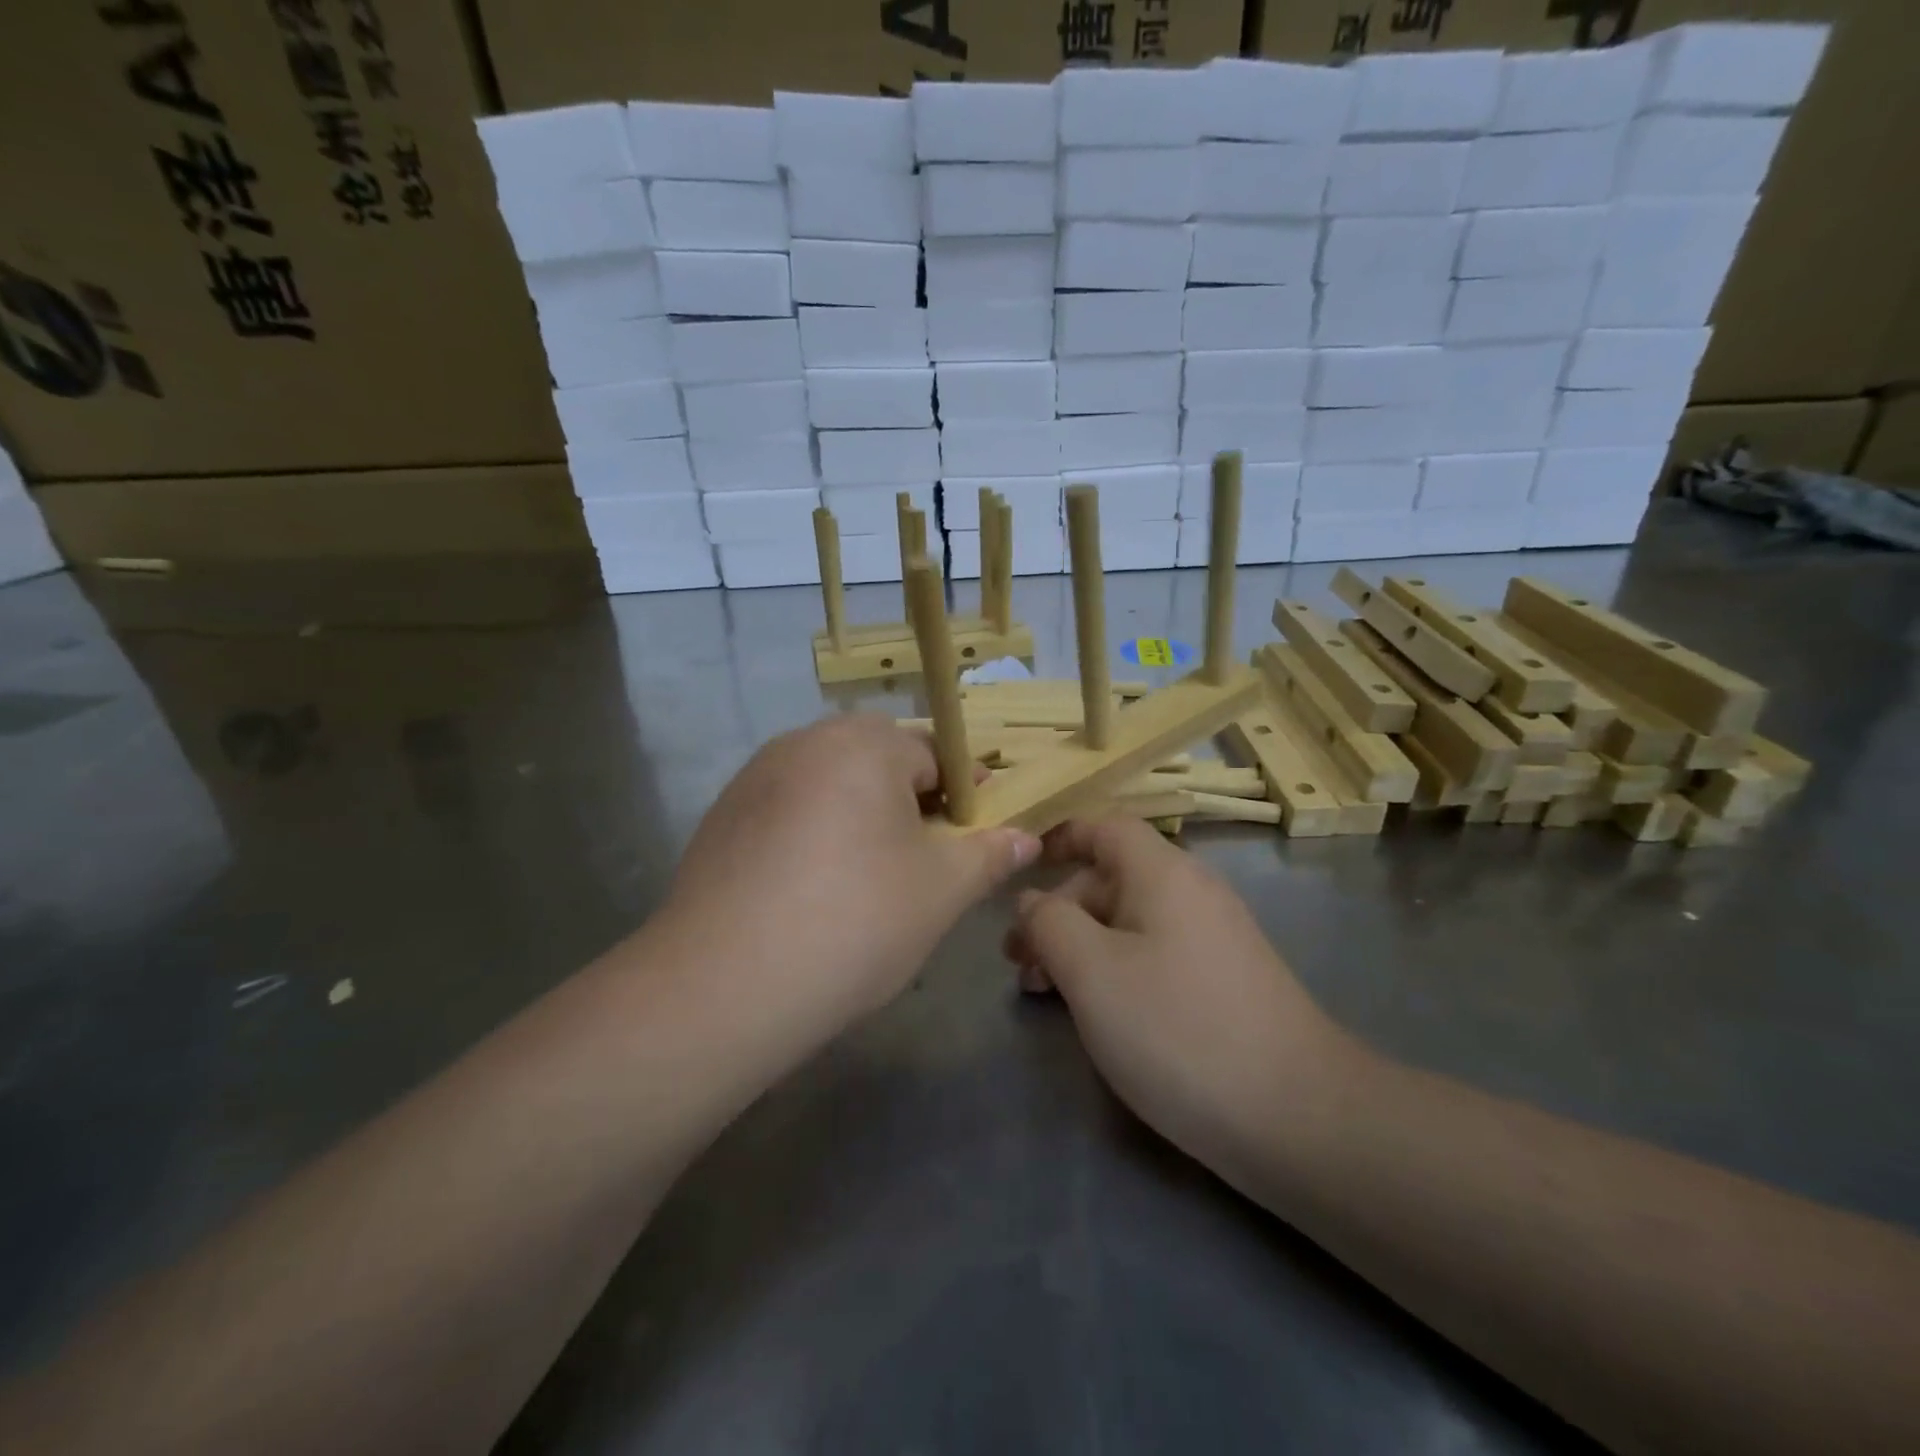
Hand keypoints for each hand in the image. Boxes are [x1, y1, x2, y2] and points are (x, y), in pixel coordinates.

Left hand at [660, 715, 1038, 1030]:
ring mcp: (755, 777)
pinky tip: (810, 889)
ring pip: (829, 783)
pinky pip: (788, 808)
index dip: (962, 792)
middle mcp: (805, 742)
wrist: (724, 984)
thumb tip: (1026, 838)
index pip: (933, 752)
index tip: (971, 835)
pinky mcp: (722, 815)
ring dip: (858, 814)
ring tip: (867, 878)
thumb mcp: (941, 891)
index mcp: (863, 745)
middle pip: (877, 760)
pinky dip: (812, 833)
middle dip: (908, 800)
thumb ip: (989, 855)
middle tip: (921, 859)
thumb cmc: (855, 921)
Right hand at [1006, 818, 1349, 1181]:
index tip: (1020, 867)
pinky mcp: (1223, 981)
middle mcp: (1192, 893)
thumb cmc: (1178, 1029)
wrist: (1298, 1116)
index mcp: (1163, 873)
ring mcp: (1213, 939)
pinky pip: (1154, 954)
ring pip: (1129, 922)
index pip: (1105, 827)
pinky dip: (1114, 969)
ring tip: (1042, 992)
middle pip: (1111, 879)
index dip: (1060, 838)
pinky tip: (1096, 1011)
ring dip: (1081, 945)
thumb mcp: (1092, 971)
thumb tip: (1031, 900)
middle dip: (1058, 911)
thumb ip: (1049, 923)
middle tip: (1018, 963)